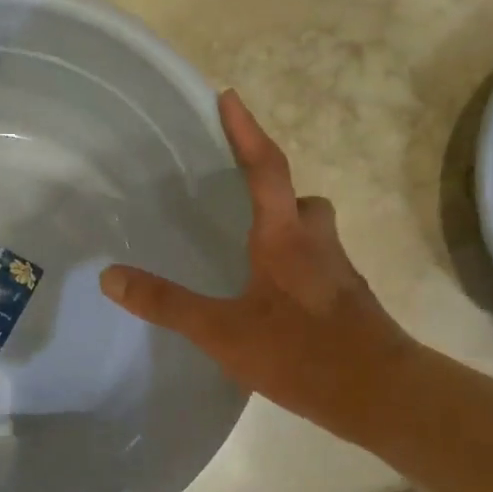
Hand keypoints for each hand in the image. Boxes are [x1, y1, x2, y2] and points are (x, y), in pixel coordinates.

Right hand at [100, 90, 413, 442]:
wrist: (382, 395)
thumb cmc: (301, 352)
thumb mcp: (222, 331)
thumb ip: (167, 304)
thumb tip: (110, 276)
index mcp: (284, 237)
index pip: (265, 168)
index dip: (246, 132)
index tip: (229, 97)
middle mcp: (316, 243)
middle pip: (301, 200)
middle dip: (276, 192)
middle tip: (243, 201)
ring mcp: (339, 273)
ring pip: (315, 233)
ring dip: (290, 230)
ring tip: (253, 255)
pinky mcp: (350, 302)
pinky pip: (321, 267)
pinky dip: (298, 268)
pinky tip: (276, 301)